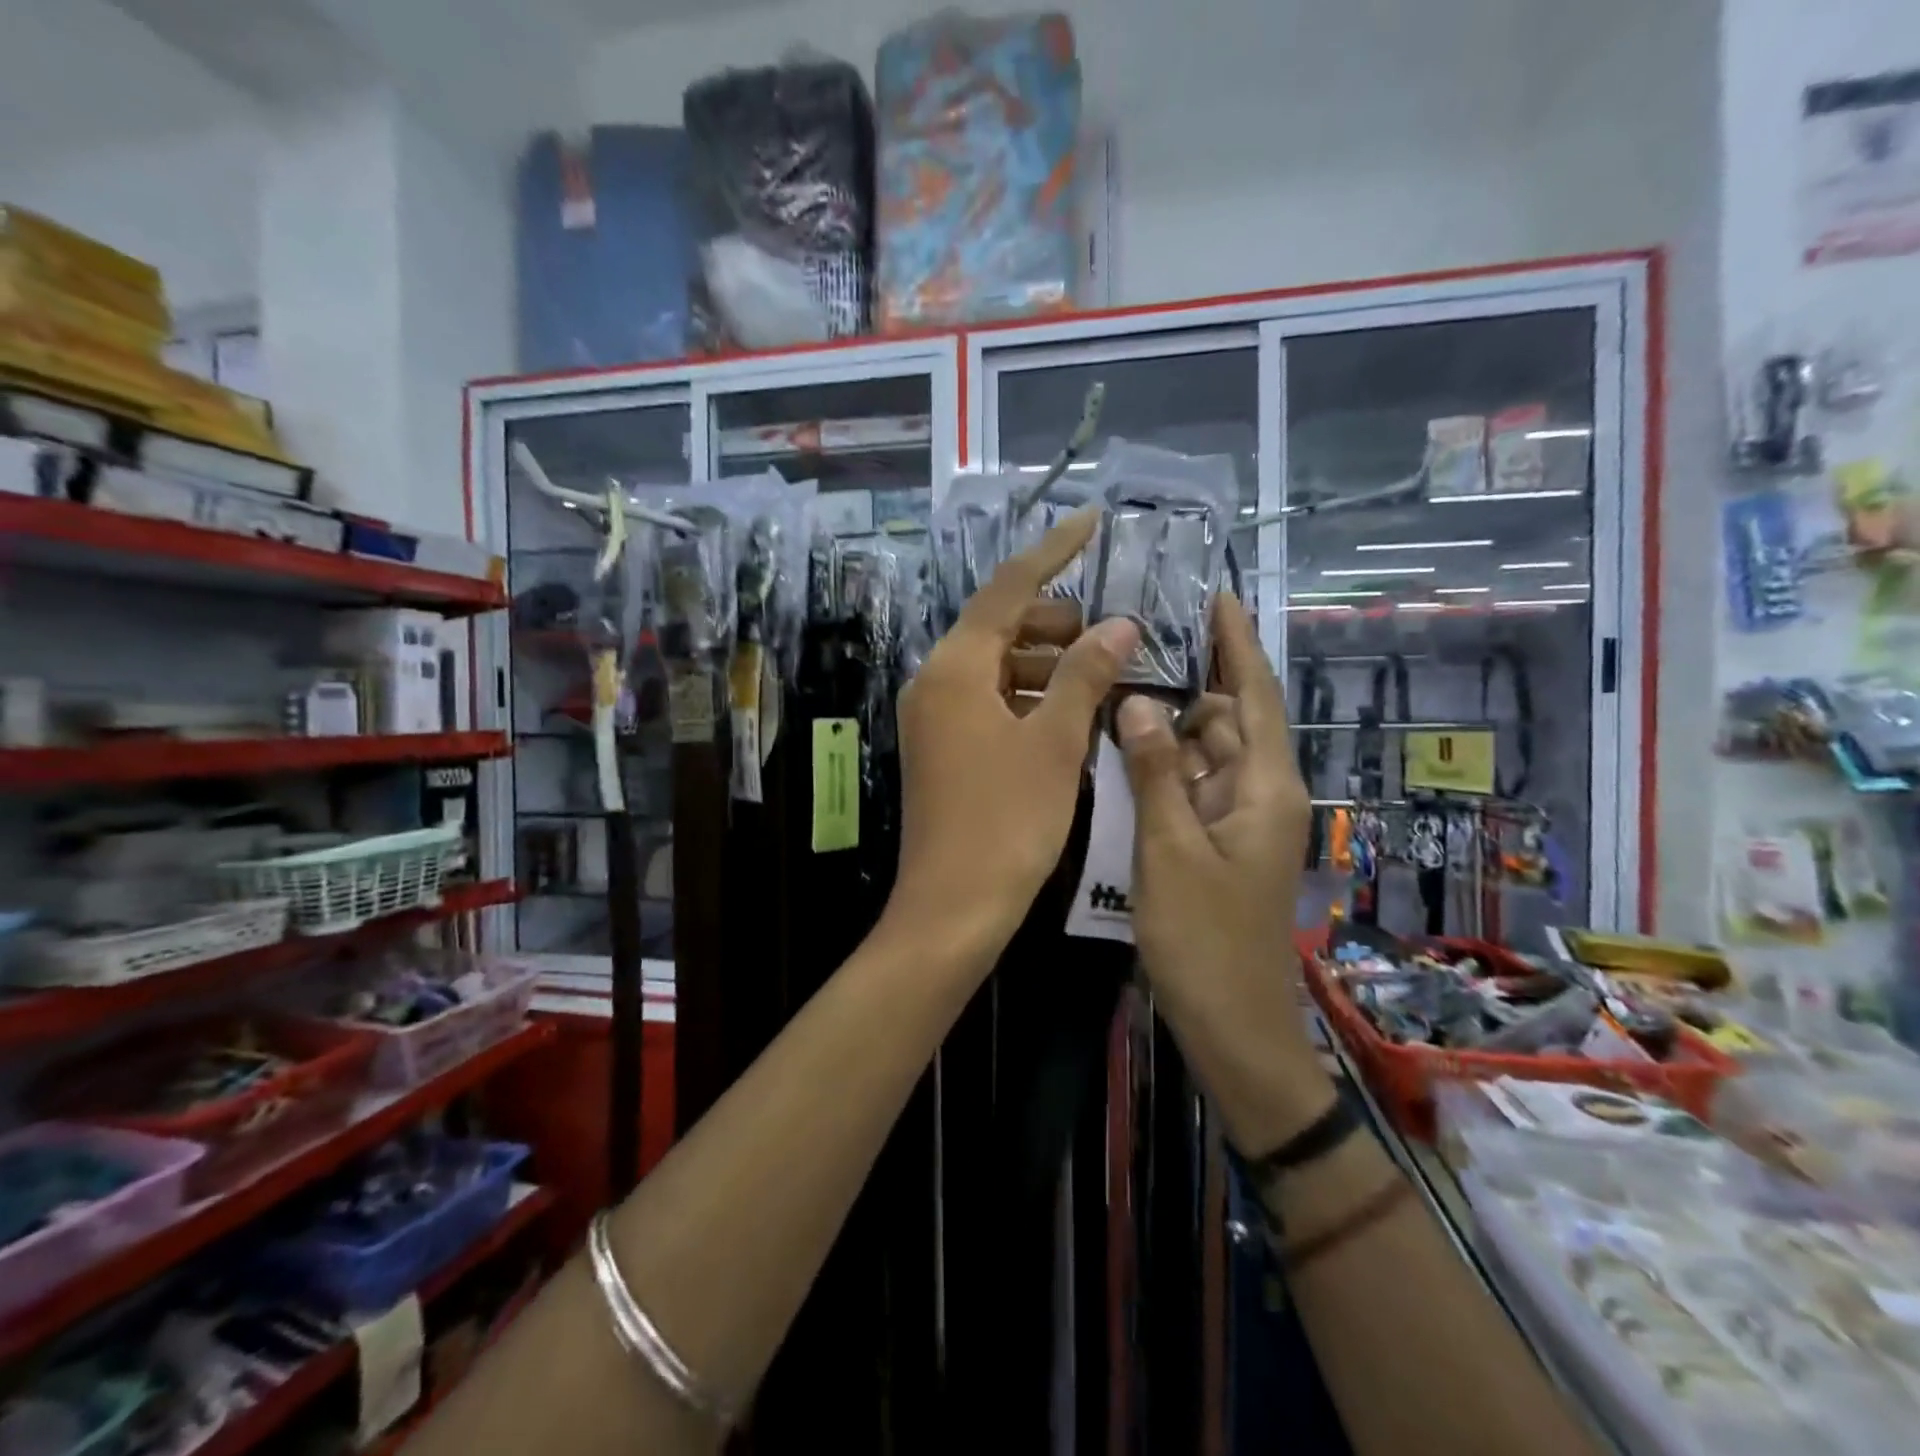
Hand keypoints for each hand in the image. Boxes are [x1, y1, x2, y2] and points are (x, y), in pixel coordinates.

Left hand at [888, 509, 1139, 954]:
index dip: (1053, 551)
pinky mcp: (944, 748)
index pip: (1008, 588)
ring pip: (998, 666)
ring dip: (1048, 662)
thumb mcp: (1054, 743)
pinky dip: (1030, 696)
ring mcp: (936, 717)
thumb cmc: (1007, 821)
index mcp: (955, 668)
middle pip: (1000, 625)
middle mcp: (936, 682)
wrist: (953, 906)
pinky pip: (990, 701)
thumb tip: (1120, 625)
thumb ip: (1085, 674)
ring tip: (1103, 672)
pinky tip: (1072, 711)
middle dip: (1057, 620)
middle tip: (1113, 632)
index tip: (1091, 521)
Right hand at [1116, 595, 1333, 1153]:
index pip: (1253, 693)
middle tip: (1131, 643)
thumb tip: (1137, 700)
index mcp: (1265, 786)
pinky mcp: (1216, 842)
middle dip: (1185, 681)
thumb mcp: (1169, 850)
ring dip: (1167, 724)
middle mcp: (1259, 793)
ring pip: (1203, 753)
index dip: (1235, 642)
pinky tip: (1122, 748)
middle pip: (1225, 718)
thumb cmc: (1205, 940)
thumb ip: (1154, 771)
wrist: (1233, 1026)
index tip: (1213, 593)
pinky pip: (1190, 786)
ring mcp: (1237, 820)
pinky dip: (1162, 764)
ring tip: (1116, 685)